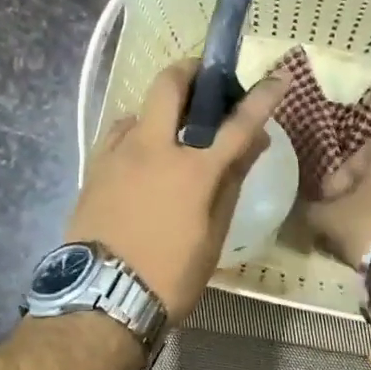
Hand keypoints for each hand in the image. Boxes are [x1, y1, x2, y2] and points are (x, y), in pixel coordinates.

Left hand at [66, 59, 288, 320]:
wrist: (101, 299)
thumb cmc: (170, 275)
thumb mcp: (213, 236)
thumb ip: (232, 183)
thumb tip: (253, 144)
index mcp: (192, 170)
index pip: (237, 124)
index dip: (261, 98)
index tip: (277, 78)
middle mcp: (152, 148)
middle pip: (169, 85)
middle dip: (190, 70)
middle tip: (206, 82)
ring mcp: (117, 154)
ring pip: (140, 108)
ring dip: (161, 109)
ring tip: (173, 133)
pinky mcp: (93, 167)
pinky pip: (118, 133)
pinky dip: (136, 132)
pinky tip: (141, 154)